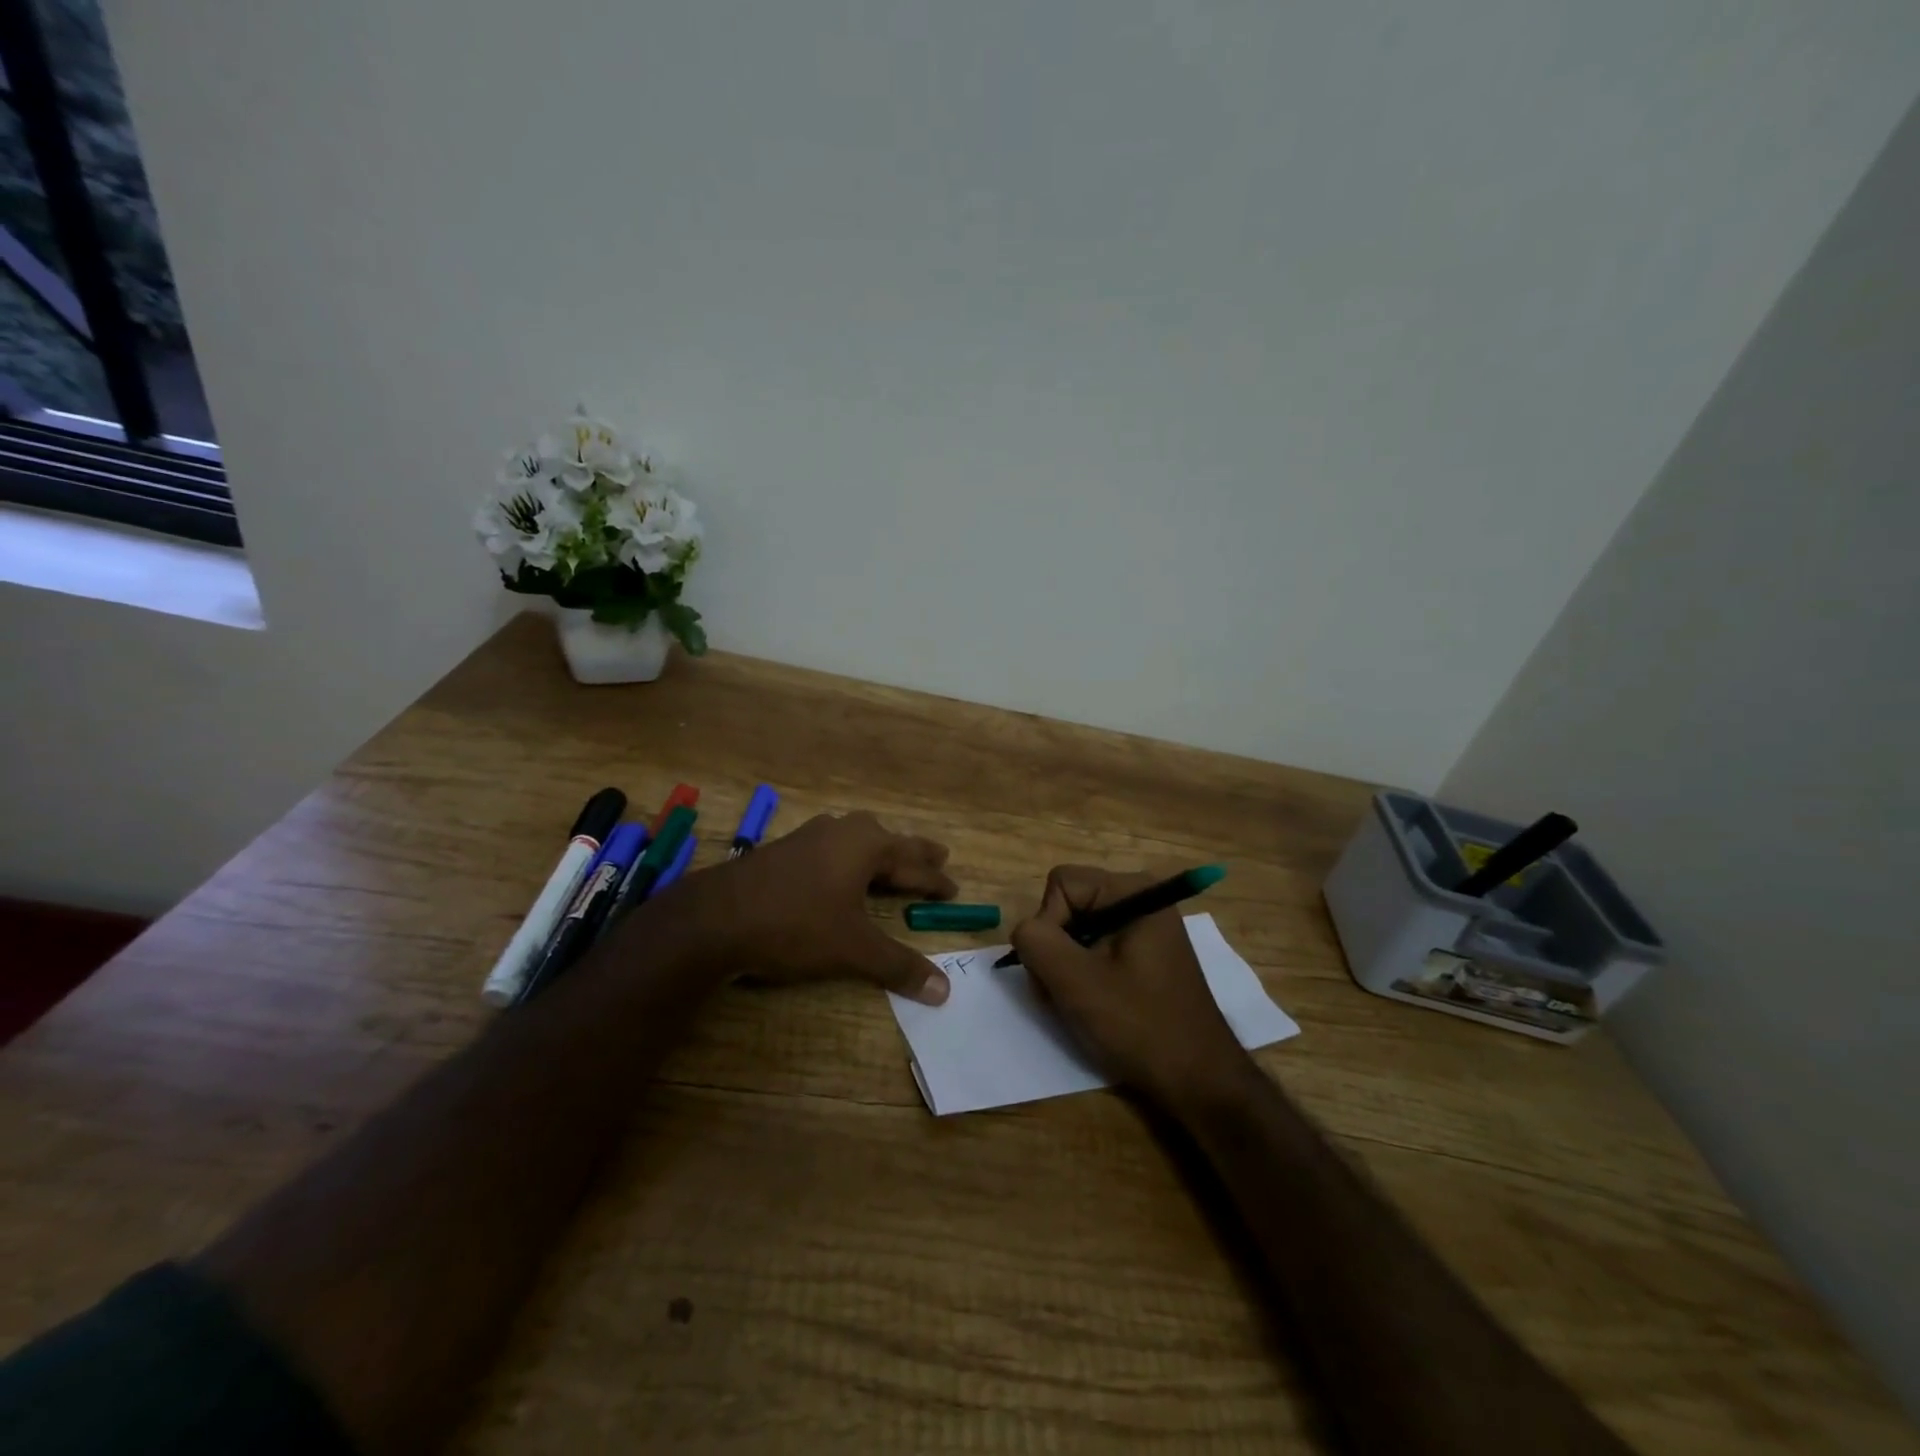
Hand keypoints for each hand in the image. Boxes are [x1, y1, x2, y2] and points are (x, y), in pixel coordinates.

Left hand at [669, 811, 958, 1003]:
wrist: (715, 917)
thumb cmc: (795, 925)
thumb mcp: (852, 949)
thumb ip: (898, 966)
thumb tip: (945, 991)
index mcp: (866, 846)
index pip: (914, 864)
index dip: (936, 880)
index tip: (955, 890)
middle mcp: (841, 832)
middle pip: (889, 842)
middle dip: (914, 853)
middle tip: (939, 856)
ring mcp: (809, 837)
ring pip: (857, 840)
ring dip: (881, 852)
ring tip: (893, 858)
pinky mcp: (784, 850)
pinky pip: (832, 848)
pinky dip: (850, 858)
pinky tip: (839, 867)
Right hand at [1010, 865, 1244, 1102]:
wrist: (1198, 1081)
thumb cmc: (1141, 1026)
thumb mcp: (1077, 982)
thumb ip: (1037, 942)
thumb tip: (1024, 931)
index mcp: (1133, 891)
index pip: (1061, 884)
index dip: (1048, 925)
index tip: (1062, 970)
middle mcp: (1140, 898)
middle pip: (1068, 905)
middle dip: (1055, 949)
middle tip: (1064, 993)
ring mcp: (1143, 927)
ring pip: (1076, 929)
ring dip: (1065, 967)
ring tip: (1078, 1004)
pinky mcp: (1142, 954)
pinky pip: (1094, 948)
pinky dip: (1082, 975)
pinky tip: (1093, 1005)